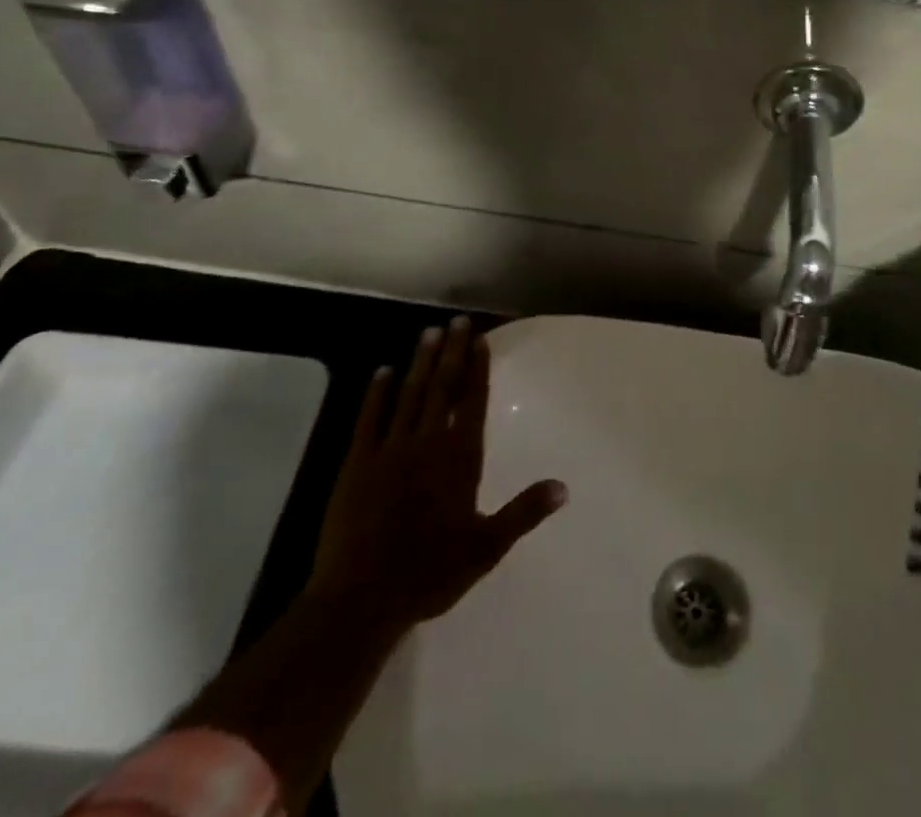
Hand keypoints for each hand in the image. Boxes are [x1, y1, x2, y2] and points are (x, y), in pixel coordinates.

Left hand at [309, 317, 566, 629]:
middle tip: (457, 321)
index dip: (477, 369)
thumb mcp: (486, 547)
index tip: (479, 340)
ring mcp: (389, 450)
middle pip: (442, 388)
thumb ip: (524, 512)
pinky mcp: (356, 464)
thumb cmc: (429, 572)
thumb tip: (564, 487)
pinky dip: (376, 393)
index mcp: (459, 459)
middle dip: (451, 352)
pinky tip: (382, 371)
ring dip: (420, 362)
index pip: (472, 403)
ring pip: (409, 394)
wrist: (360, 599)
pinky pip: (369, 418)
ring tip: (428, 333)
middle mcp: (427, 443)